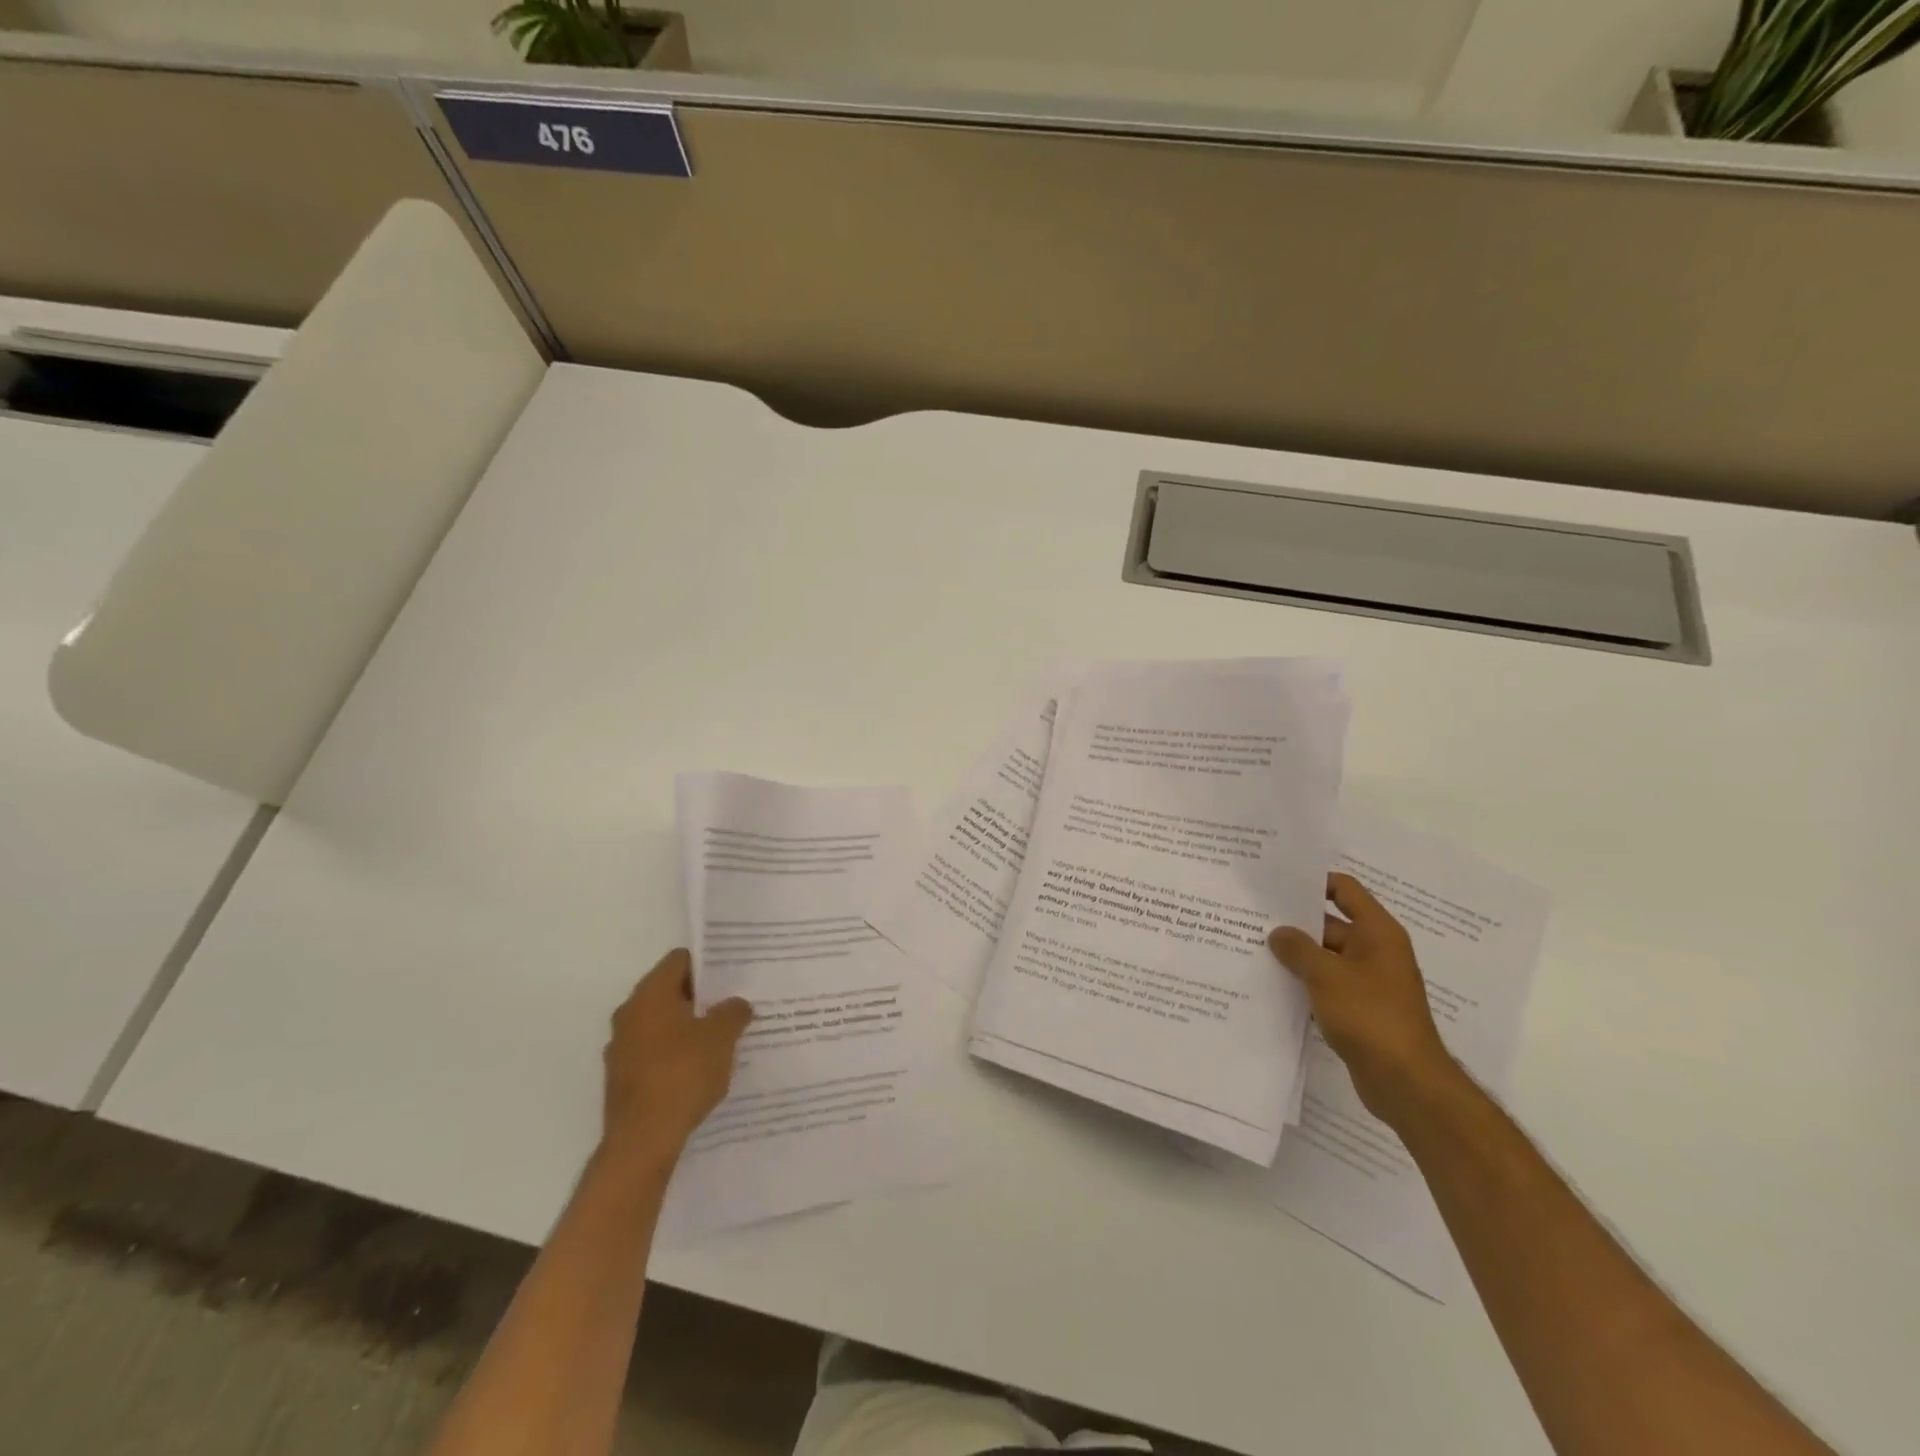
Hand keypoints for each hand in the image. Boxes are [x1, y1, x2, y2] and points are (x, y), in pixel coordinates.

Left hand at [599, 948, 752, 1172]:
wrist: (642, 1141)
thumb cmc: (682, 1074)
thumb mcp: (721, 1037)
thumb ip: (733, 1012)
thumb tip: (736, 1004)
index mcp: (650, 995)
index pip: (679, 960)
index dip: (708, 963)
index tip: (733, 973)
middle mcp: (630, 1014)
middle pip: (671, 991)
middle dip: (702, 997)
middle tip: (734, 1003)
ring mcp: (622, 1048)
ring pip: (663, 1024)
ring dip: (689, 1027)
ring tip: (723, 1037)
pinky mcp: (624, 1079)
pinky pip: (656, 1053)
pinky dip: (677, 1054)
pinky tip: (702, 1069)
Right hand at [1268, 874, 1460, 1125]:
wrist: (1406, 1082)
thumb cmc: (1370, 1015)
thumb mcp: (1326, 975)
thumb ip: (1297, 948)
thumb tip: (1278, 933)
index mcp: (1377, 932)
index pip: (1344, 889)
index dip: (1313, 882)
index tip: (1277, 883)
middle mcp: (1376, 951)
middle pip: (1330, 924)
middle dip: (1295, 922)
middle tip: (1253, 917)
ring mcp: (1369, 982)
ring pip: (1326, 957)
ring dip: (1297, 955)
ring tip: (1254, 948)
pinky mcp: (1360, 1009)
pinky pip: (1328, 984)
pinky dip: (1305, 982)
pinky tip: (1273, 984)